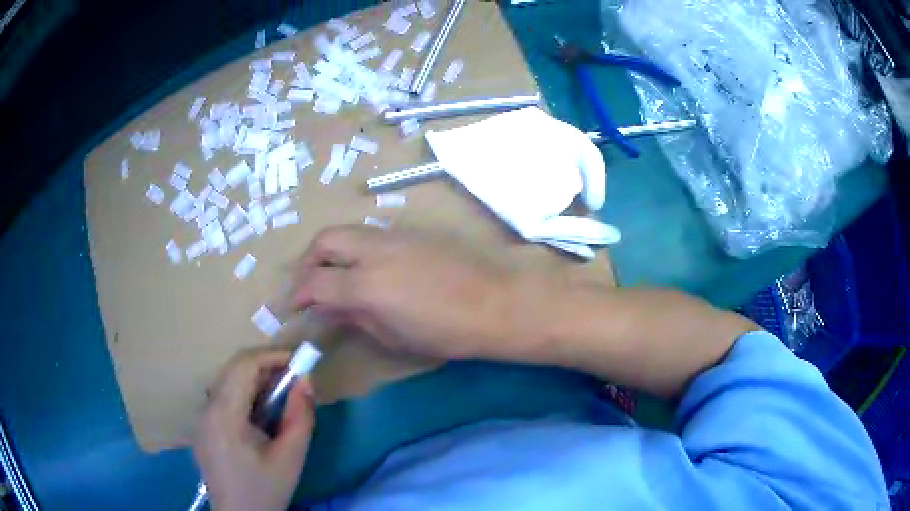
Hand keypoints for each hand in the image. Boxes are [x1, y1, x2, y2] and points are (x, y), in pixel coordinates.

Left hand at [193, 350, 314, 510]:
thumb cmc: (266, 490)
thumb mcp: (291, 457)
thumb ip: (301, 417)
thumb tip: (306, 381)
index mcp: (224, 416)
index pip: (243, 367)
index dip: (271, 356)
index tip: (299, 362)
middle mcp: (206, 409)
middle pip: (232, 369)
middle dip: (264, 367)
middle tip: (293, 379)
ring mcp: (200, 418)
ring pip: (225, 381)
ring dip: (253, 380)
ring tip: (279, 397)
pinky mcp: (201, 427)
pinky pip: (221, 397)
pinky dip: (242, 394)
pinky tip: (258, 415)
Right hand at [293, 225, 529, 360]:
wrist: (496, 301)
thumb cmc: (447, 332)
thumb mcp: (394, 336)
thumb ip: (355, 318)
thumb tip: (328, 309)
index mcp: (365, 285)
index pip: (315, 283)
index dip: (298, 296)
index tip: (293, 308)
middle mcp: (372, 251)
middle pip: (324, 241)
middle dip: (308, 261)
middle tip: (310, 285)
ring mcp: (392, 235)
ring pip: (347, 231)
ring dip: (331, 250)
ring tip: (335, 275)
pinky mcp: (410, 231)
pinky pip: (370, 233)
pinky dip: (356, 247)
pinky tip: (367, 268)